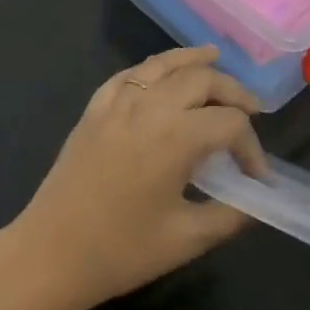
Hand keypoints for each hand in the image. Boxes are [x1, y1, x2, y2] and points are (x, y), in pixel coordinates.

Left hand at [10, 47, 268, 309]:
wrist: (52, 252)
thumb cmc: (122, 250)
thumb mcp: (186, 240)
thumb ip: (229, 216)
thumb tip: (255, 203)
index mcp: (175, 136)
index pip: (230, 122)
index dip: (252, 147)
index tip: (257, 177)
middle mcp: (149, 105)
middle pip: (201, 78)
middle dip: (232, 91)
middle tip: (251, 110)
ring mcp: (117, 101)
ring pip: (163, 64)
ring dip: (193, 61)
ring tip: (215, 57)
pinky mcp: (95, 107)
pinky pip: (130, 73)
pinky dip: (154, 67)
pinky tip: (162, 73)